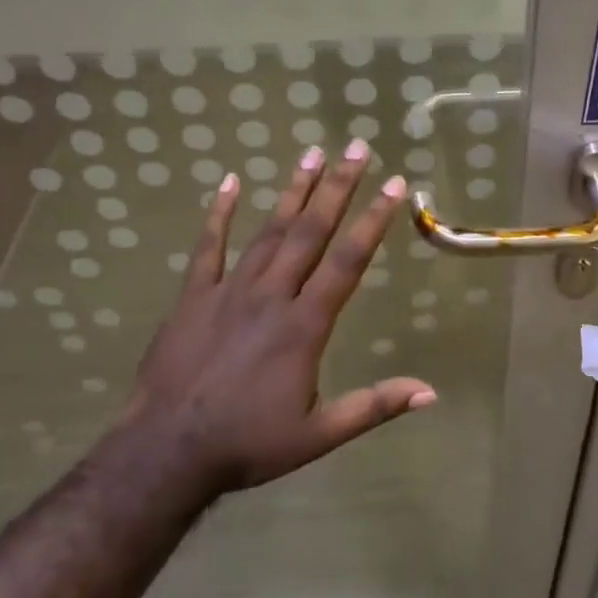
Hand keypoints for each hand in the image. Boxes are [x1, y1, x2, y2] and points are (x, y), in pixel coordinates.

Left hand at [126, 140, 435, 494]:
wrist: (168, 450)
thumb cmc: (248, 443)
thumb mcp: (319, 435)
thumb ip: (374, 407)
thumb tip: (430, 392)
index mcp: (304, 325)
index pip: (347, 261)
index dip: (372, 220)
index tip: (392, 184)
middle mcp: (272, 295)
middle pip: (310, 231)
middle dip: (338, 187)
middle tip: (356, 147)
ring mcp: (229, 290)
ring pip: (268, 230)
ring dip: (293, 191)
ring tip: (312, 154)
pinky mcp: (194, 296)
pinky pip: (208, 246)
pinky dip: (218, 213)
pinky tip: (229, 182)